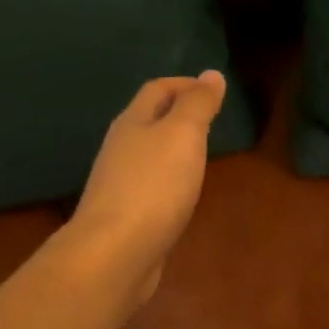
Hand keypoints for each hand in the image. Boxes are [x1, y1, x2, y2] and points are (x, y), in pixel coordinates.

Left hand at [70, 71, 227, 306]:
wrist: (114, 253)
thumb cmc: (153, 186)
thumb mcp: (183, 135)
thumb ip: (198, 104)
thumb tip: (211, 74)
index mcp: (132, 122)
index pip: (157, 89)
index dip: (185, 84)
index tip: (214, 90)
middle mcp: (120, 148)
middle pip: (148, 120)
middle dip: (178, 114)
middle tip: (211, 121)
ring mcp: (119, 183)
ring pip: (148, 154)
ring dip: (173, 149)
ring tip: (201, 155)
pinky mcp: (124, 216)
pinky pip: (150, 186)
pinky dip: (169, 180)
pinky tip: (182, 194)